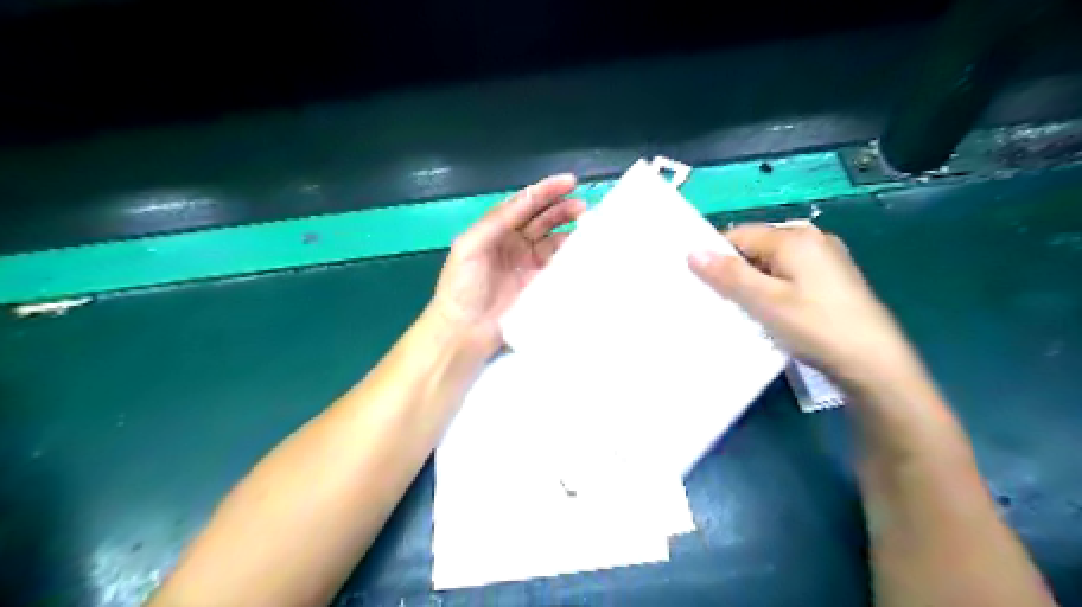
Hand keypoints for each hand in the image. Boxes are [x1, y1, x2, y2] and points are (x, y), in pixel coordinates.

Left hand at [426, 173, 587, 357]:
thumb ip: (496, 221)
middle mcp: (512, 242)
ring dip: (568, 228)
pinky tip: (581, 247)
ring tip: (587, 223)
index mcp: (495, 229)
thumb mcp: (470, 246)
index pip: (523, 204)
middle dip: (561, 208)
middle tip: (583, 205)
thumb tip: (527, 199)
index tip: (570, 182)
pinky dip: (569, 253)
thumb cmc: (462, 286)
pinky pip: (556, 263)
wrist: (464, 330)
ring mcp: (526, 263)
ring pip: (551, 238)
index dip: (545, 191)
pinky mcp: (537, 283)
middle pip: (541, 219)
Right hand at [692, 223, 921, 388]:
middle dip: (736, 271)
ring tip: (747, 309)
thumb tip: (693, 251)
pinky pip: (790, 273)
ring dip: (755, 282)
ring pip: (773, 262)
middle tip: (725, 301)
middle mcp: (812, 238)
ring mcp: (826, 257)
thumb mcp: (764, 302)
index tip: (704, 285)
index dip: (717, 257)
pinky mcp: (833, 277)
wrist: (874, 363)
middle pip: (757, 246)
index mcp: (794, 237)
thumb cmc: (815, 327)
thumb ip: (728, 275)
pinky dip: (775, 287)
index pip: (738, 235)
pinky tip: (774, 312)